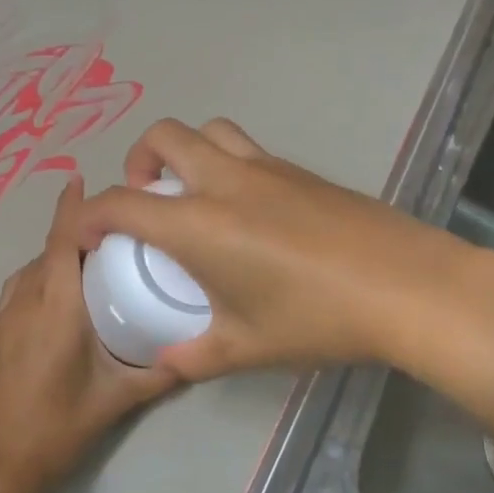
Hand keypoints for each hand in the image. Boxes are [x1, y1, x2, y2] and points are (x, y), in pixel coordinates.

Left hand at [0, 176, 180, 492]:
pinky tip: (57, 292)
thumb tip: (194, 356)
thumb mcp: (118, 398)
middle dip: (71, 230)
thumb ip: (160, 373)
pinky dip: (37, 275)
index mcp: (57, 307)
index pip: (61, 242)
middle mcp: (26, 300)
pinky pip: (18, 287)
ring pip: (29, 268)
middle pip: (47, 250)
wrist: (2, 460)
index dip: (71, 208)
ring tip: (86, 256)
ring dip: (53, 254)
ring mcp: (4, 316)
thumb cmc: (62, 424)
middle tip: (109, 226)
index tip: (81, 179)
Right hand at [74, 118, 479, 380]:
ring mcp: (267, 168)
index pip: (122, 204)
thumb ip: (196, 356)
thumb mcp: (247, 347)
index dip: (90, 215)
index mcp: (198, 225)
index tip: (86, 235)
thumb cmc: (317, 318)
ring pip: (208, 130)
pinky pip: (246, 148)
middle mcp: (224, 182)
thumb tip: (168, 362)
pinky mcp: (300, 171)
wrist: (408, 287)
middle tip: (145, 198)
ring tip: (191, 192)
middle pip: (163, 136)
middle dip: (137, 160)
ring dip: (184, 150)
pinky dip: (224, 162)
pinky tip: (245, 208)